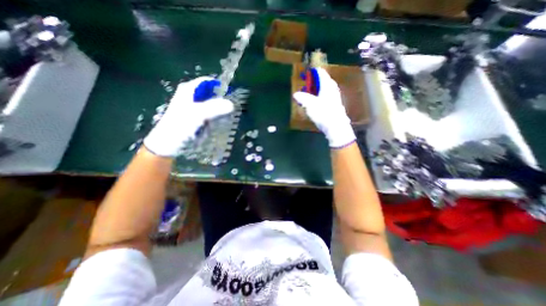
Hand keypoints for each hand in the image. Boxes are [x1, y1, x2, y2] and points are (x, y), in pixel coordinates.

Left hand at [143, 76, 232, 157]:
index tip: (232, 96)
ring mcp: (196, 109)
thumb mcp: (196, 114)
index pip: (209, 82)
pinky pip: (212, 115)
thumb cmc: (179, 127)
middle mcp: (193, 97)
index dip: (221, 87)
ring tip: (228, 117)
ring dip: (221, 111)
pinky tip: (221, 123)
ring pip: (214, 105)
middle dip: (223, 101)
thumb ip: (214, 108)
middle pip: (213, 94)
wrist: (168, 146)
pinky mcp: (199, 119)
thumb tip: (232, 104)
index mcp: (189, 90)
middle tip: (232, 109)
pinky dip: (218, 118)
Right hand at [292, 67, 356, 147]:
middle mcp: (332, 89)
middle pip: (321, 81)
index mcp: (327, 85)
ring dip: (314, 91)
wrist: (336, 127)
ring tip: (306, 95)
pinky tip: (313, 104)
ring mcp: (334, 97)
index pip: (320, 73)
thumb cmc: (323, 113)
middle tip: (304, 85)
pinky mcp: (334, 105)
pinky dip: (318, 97)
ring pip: (323, 89)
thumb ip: (302, 98)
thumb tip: (295, 94)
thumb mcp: (310, 105)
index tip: (305, 74)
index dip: (312, 72)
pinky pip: (325, 97)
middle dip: (312, 82)